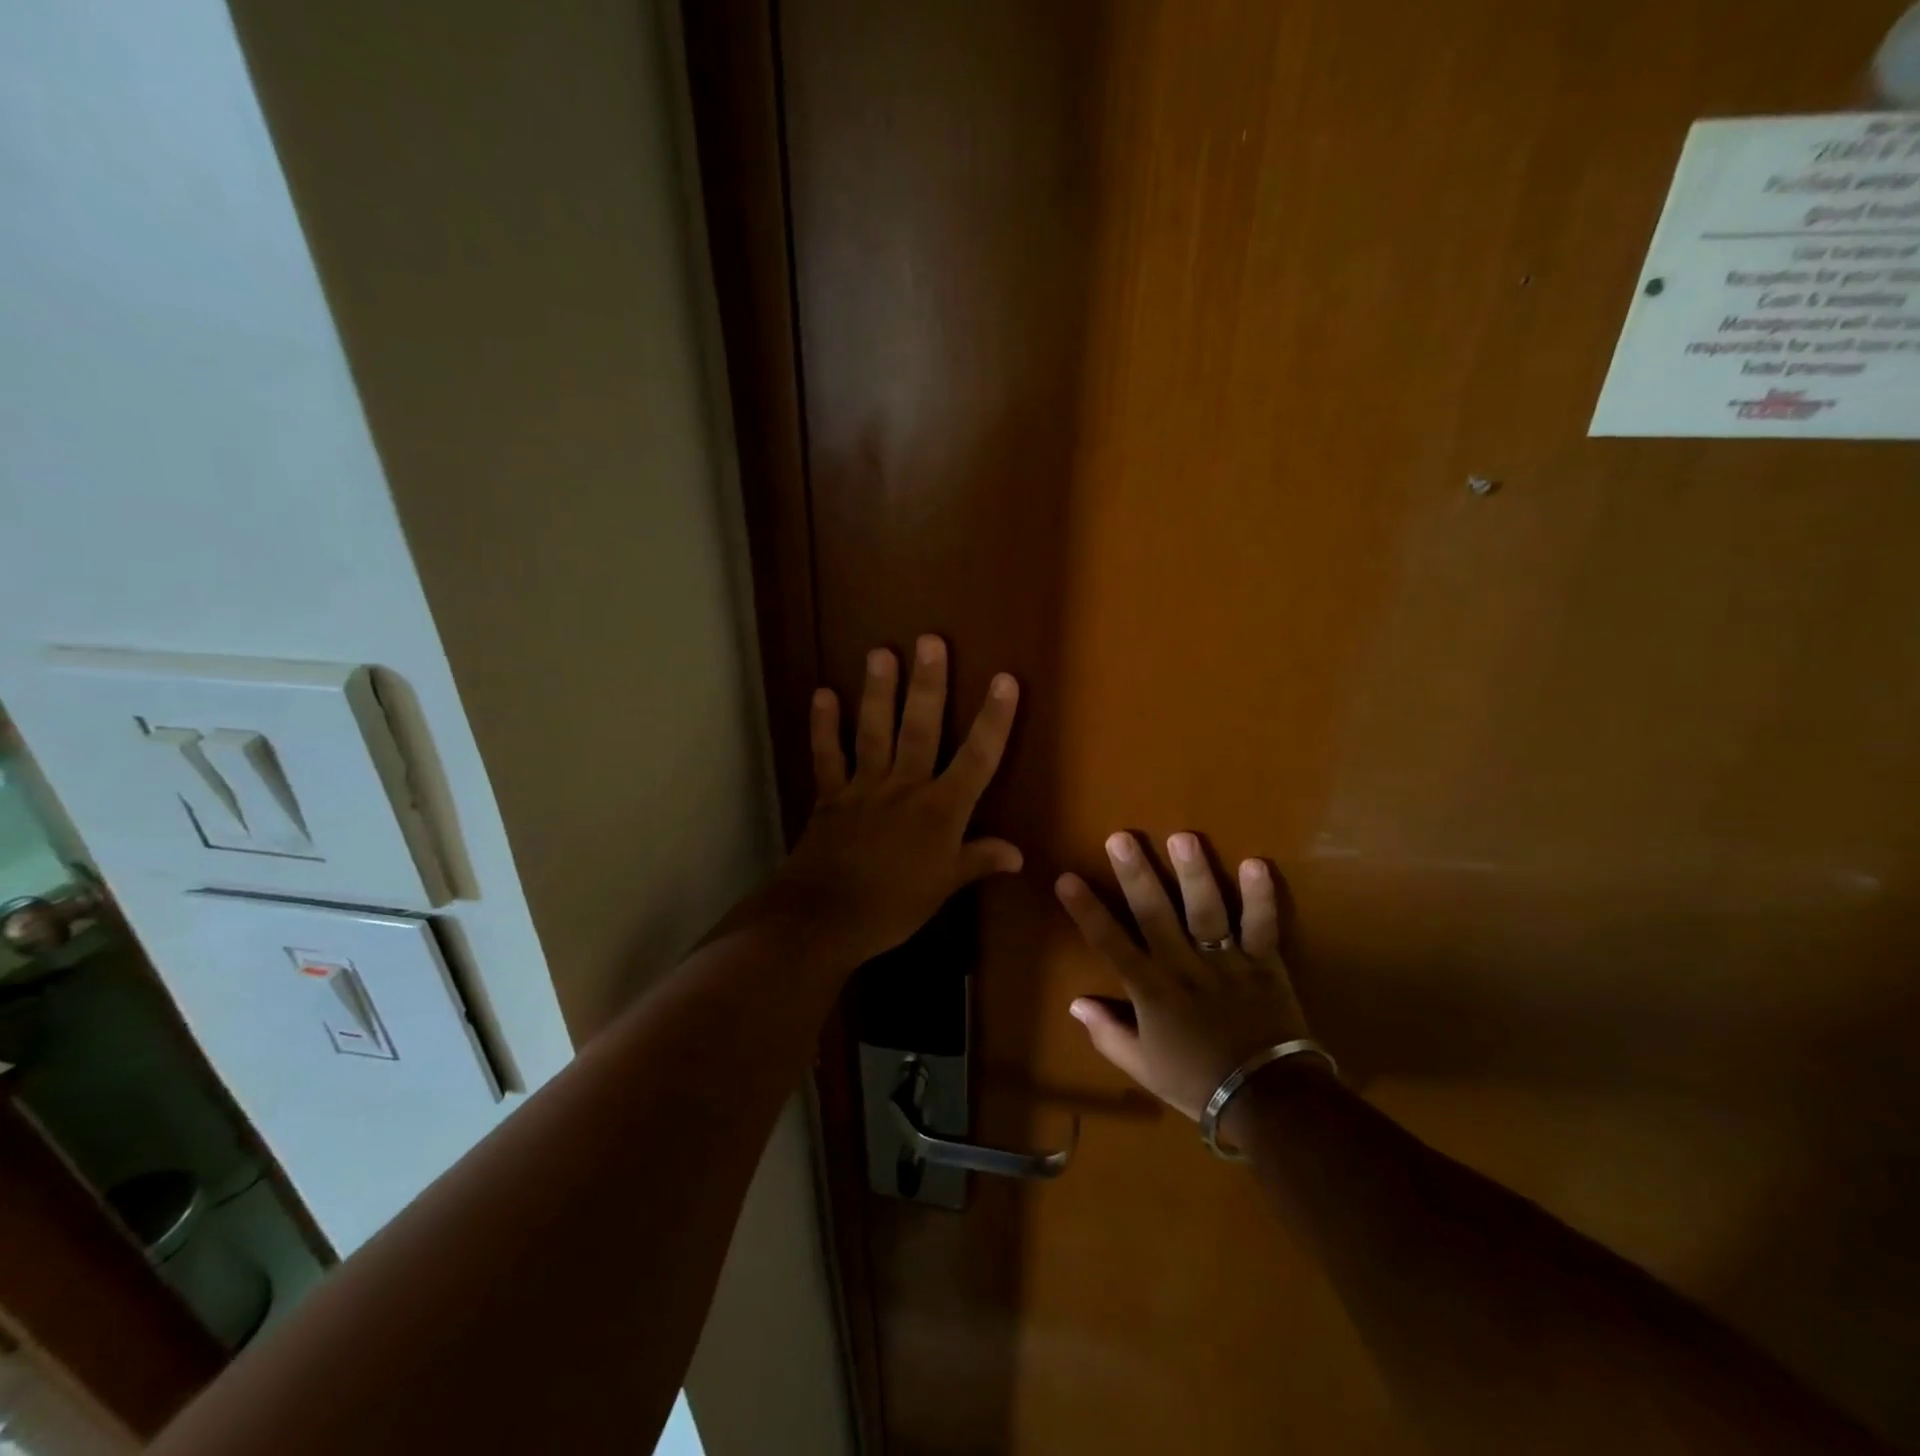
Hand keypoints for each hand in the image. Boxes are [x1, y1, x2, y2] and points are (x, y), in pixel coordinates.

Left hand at [767, 635, 1022, 965]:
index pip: (977, 759)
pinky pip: (827, 756)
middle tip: (930, 641)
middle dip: (929, 685)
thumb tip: (1018, 854)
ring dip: (878, 692)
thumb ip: (978, 861)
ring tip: (880, 652)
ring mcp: (864, 788)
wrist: (824, 919)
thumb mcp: (943, 887)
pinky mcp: (830, 797)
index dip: (994, 719)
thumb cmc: (893, 906)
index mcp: (940, 811)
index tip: (1005, 680)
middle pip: (921, 729)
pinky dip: (823, 726)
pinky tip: (823, 694)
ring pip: (874, 732)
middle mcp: (905, 788)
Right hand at [1056, 832, 1315, 1119]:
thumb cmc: (1198, 1083)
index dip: (1086, 910)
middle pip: (1155, 914)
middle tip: (1121, 838)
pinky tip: (1255, 863)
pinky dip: (1262, 898)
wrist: (1269, 1102)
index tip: (1066, 877)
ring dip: (1194, 874)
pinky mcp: (1264, 964)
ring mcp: (1226, 963)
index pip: (1110, 943)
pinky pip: (1262, 927)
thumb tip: (1075, 1003)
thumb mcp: (1143, 1067)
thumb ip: (1108, 1033)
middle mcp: (1183, 967)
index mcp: (1151, 990)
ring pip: (1206, 911)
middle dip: (1136, 875)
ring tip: (1183, 837)